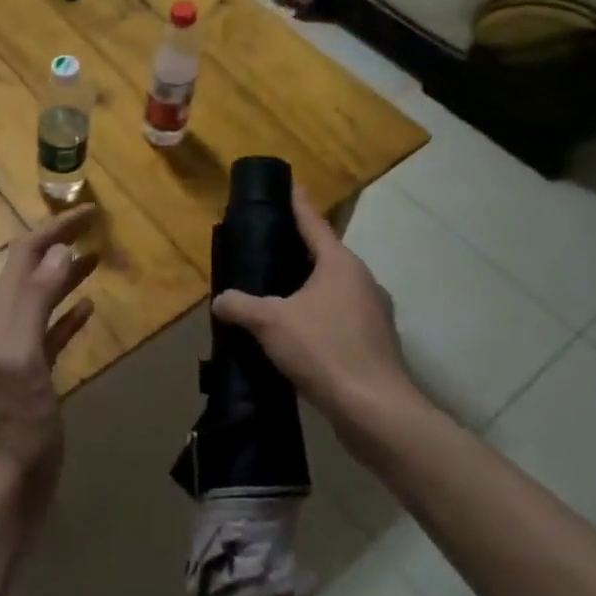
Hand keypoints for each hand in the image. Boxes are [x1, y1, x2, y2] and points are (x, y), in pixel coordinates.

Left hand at [0, 205, 99, 517]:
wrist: (6, 485)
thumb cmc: (15, 422)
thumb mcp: (23, 355)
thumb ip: (36, 300)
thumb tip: (59, 250)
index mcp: (2, 314)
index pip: (25, 255)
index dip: (54, 229)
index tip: (89, 212)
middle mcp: (7, 324)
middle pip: (32, 269)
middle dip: (60, 243)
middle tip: (96, 227)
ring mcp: (20, 350)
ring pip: (44, 296)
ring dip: (66, 273)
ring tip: (97, 257)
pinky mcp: (35, 375)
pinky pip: (53, 330)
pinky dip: (69, 311)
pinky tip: (89, 307)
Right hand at [212, 188, 424, 430]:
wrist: (375, 411)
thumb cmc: (324, 350)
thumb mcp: (270, 322)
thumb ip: (240, 305)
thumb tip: (220, 300)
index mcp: (340, 264)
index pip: (313, 223)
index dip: (298, 203)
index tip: (290, 184)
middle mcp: (362, 281)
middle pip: (324, 256)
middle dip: (298, 250)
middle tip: (267, 245)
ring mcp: (372, 314)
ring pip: (332, 289)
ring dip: (307, 288)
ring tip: (275, 293)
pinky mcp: (374, 344)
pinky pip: (338, 317)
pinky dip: (317, 316)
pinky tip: (295, 334)